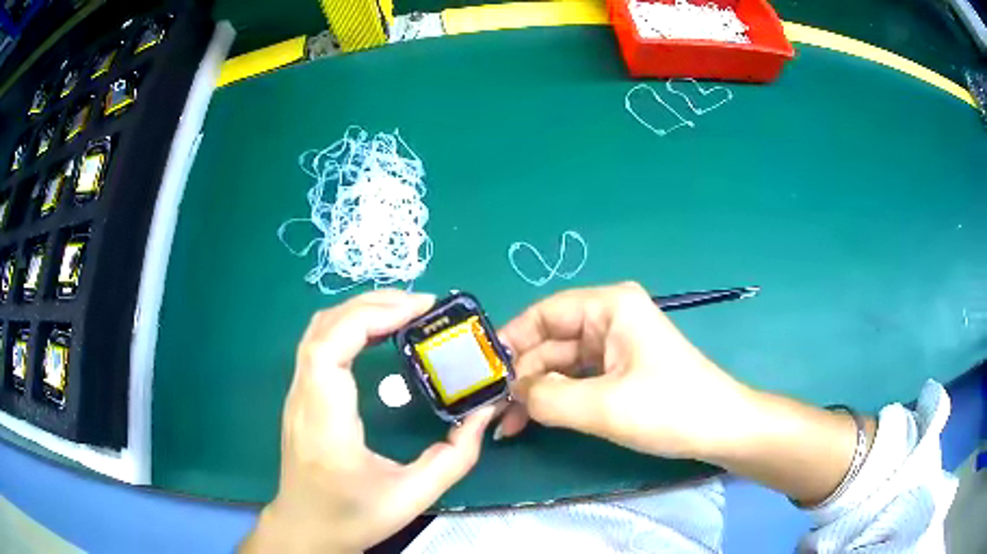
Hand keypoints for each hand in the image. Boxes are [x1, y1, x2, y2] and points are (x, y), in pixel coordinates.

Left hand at [241, 290, 495, 553]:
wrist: (305, 529)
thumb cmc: (352, 517)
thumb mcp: (412, 496)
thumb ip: (455, 457)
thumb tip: (484, 413)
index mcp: (325, 422)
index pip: (331, 346)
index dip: (372, 315)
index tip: (420, 310)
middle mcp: (303, 398)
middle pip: (325, 326)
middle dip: (374, 304)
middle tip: (424, 307)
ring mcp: (296, 394)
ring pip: (318, 330)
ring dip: (360, 310)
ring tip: (406, 313)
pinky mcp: (301, 396)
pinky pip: (320, 344)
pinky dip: (350, 325)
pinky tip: (379, 333)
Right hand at [496, 282, 751, 459]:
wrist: (720, 430)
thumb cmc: (669, 409)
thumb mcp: (603, 406)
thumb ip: (547, 397)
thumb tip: (512, 393)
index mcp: (610, 307)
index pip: (544, 313)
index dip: (511, 340)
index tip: (484, 373)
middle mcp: (610, 318)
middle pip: (550, 341)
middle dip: (523, 376)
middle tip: (493, 411)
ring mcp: (615, 345)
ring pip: (561, 364)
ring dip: (536, 392)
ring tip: (509, 425)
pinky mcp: (620, 370)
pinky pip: (577, 379)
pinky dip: (556, 399)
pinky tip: (536, 421)